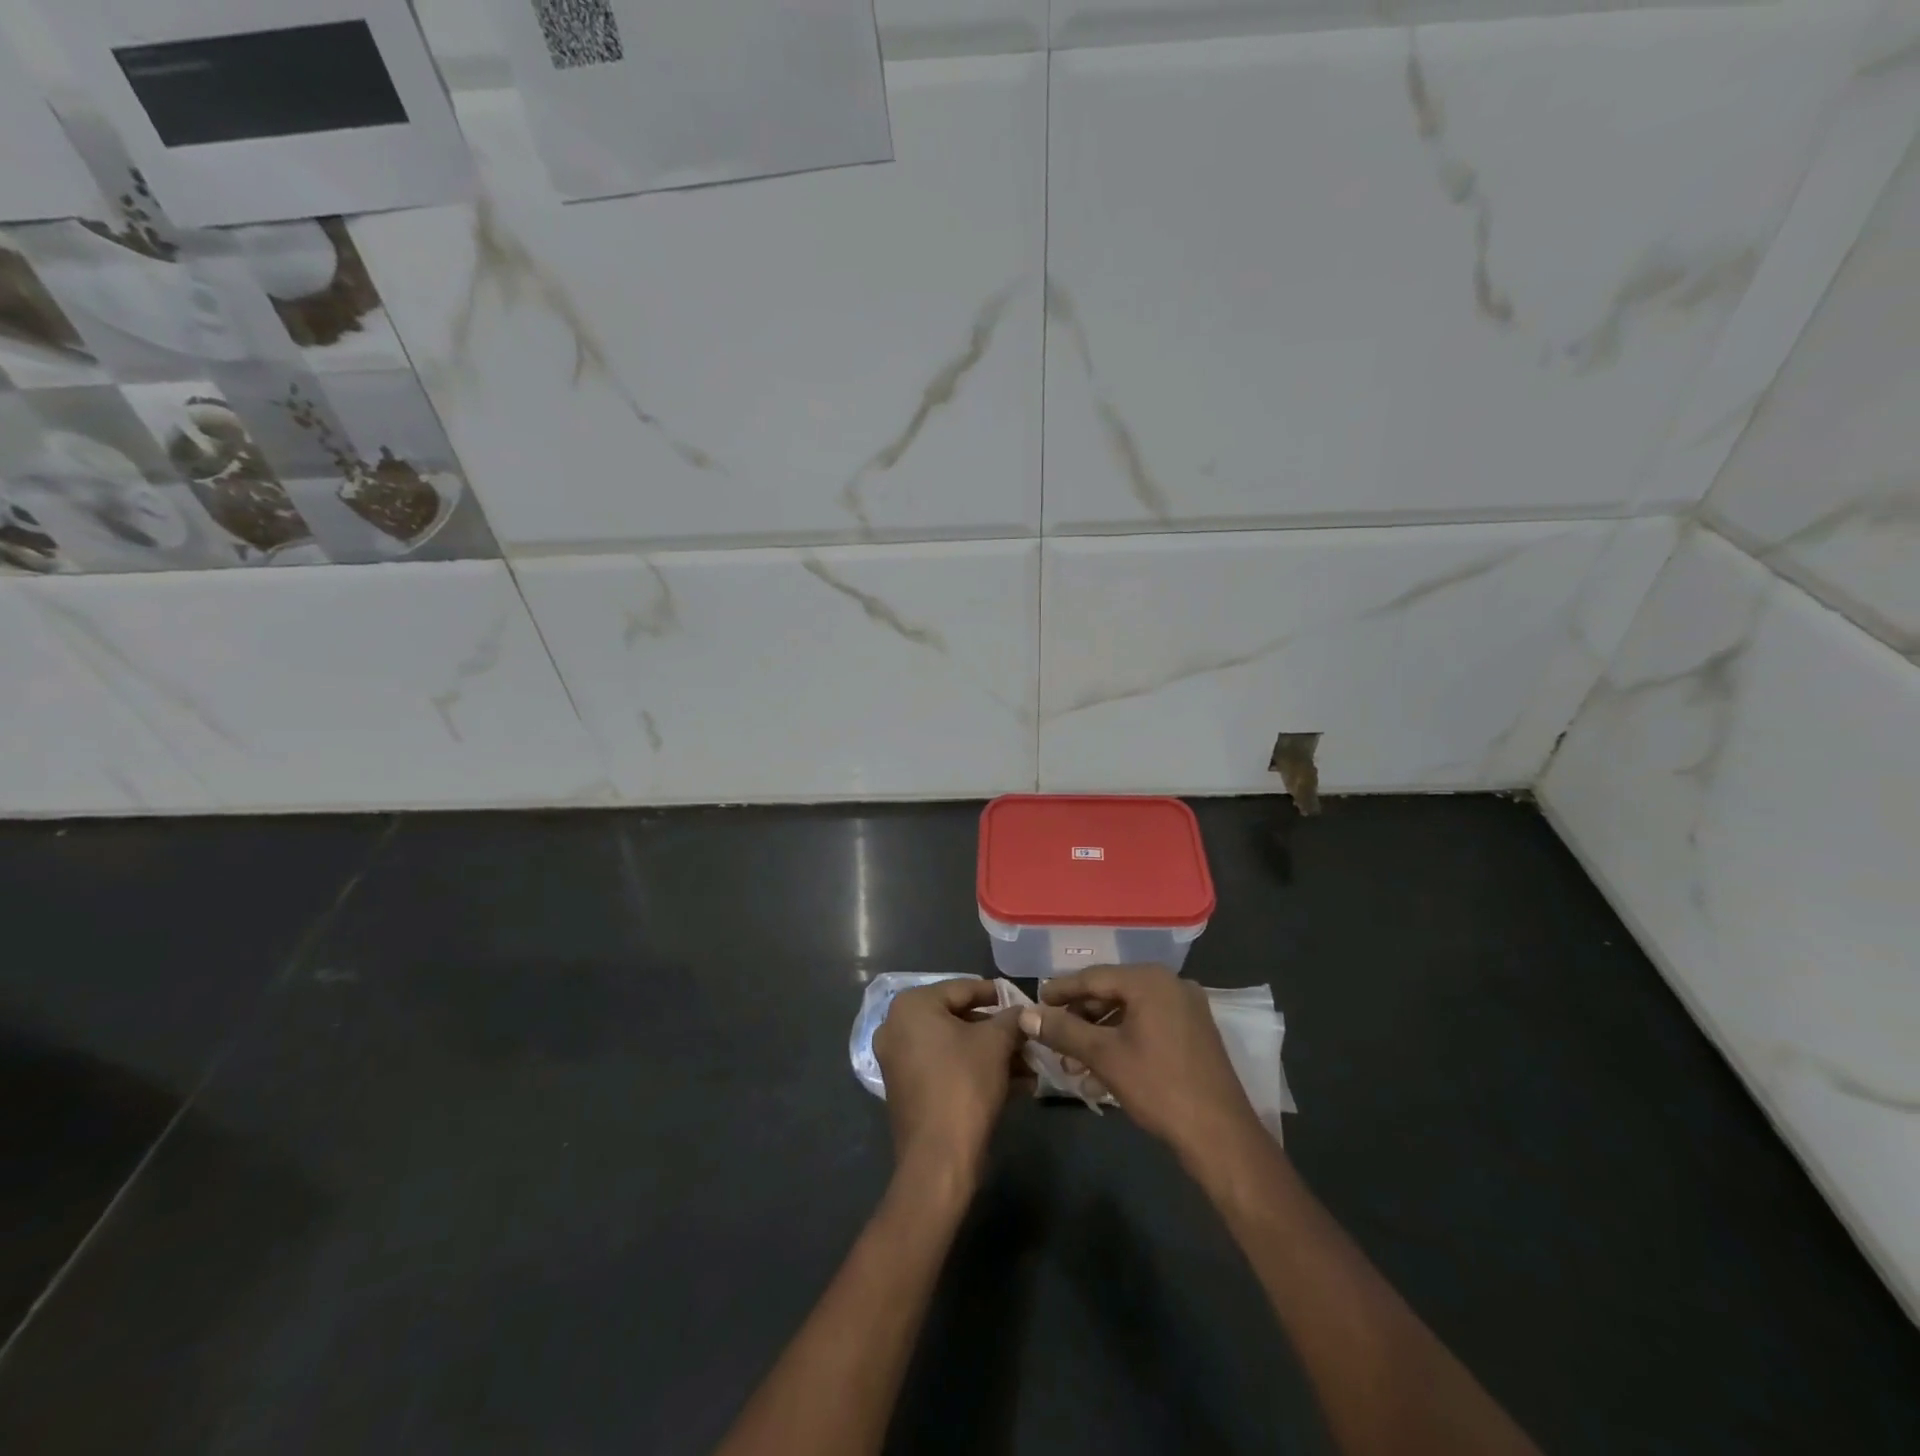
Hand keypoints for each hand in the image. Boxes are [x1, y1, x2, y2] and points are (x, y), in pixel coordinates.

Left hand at [874, 980, 1024, 1184]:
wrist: (939, 1159)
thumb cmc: (964, 1084)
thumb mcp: (996, 1043)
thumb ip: (1011, 1019)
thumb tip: (1023, 1011)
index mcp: (912, 1006)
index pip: (963, 988)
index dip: (997, 995)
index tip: (1023, 1001)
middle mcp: (897, 1027)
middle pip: (958, 1019)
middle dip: (998, 1032)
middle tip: (1028, 1038)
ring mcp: (899, 1060)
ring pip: (955, 1047)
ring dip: (993, 1055)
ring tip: (1030, 1067)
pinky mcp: (907, 1089)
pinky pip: (945, 1068)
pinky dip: (975, 1071)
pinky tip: (1015, 1086)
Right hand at [1020, 965, 1263, 1169]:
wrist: (1220, 1136)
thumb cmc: (1158, 1087)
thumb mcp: (1103, 1056)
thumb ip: (1063, 1030)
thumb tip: (1026, 1015)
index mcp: (1150, 980)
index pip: (1094, 977)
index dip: (1061, 990)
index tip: (1035, 1002)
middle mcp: (1170, 984)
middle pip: (1112, 991)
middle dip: (1080, 1015)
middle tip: (1052, 1034)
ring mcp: (1186, 1007)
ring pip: (1129, 1010)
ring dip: (1099, 1031)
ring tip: (1072, 1058)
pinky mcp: (1194, 1031)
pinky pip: (1148, 1024)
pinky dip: (1122, 1039)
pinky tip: (1102, 1067)